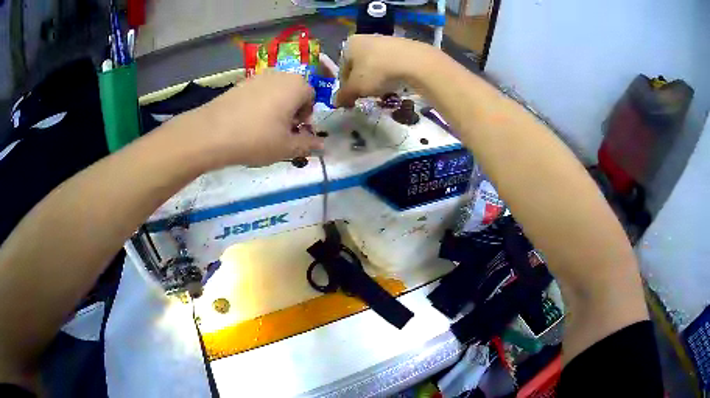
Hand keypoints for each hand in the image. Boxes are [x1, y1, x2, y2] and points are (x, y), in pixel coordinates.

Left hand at [180, 71, 323, 167]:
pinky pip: (258, 93)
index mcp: (297, 85)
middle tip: (280, 131)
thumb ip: (308, 144)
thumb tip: (323, 145)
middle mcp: (279, 74)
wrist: (212, 133)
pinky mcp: (240, 83)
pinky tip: (246, 122)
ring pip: (275, 92)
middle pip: (293, 91)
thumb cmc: (257, 138)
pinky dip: (258, 105)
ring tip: (262, 128)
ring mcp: (257, 77)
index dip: (306, 116)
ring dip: (275, 107)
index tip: (294, 132)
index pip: (311, 97)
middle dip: (291, 110)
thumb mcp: (287, 147)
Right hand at [335, 35, 437, 107]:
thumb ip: (344, 95)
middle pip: (359, 65)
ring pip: (375, 64)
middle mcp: (365, 38)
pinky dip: (391, 73)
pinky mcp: (403, 46)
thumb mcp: (356, 87)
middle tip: (367, 95)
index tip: (352, 98)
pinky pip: (391, 63)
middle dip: (361, 81)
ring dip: (376, 78)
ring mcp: (385, 40)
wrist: (413, 61)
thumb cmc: (376, 71)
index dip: (345, 86)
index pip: (342, 68)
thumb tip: (335, 102)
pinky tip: (396, 83)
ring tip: (383, 91)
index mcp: (349, 44)